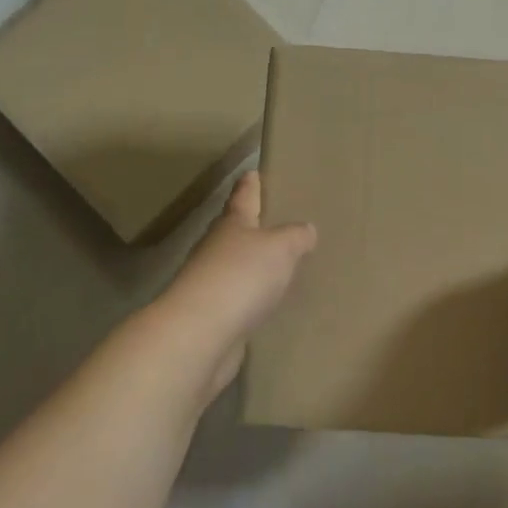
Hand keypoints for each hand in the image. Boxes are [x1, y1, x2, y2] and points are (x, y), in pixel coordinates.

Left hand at [167, 171, 316, 397]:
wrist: (201, 335)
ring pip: (239, 266)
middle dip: (256, 226)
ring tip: (284, 263)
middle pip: (238, 232)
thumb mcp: (281, 247)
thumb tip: (306, 229)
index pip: (244, 196)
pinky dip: (255, 297)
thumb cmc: (241, 276)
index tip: (252, 172)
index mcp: (233, 225)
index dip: (250, 184)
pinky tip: (272, 301)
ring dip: (257, 265)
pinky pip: (242, 299)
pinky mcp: (216, 317)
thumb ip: (296, 236)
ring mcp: (213, 285)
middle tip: (281, 221)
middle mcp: (218, 250)